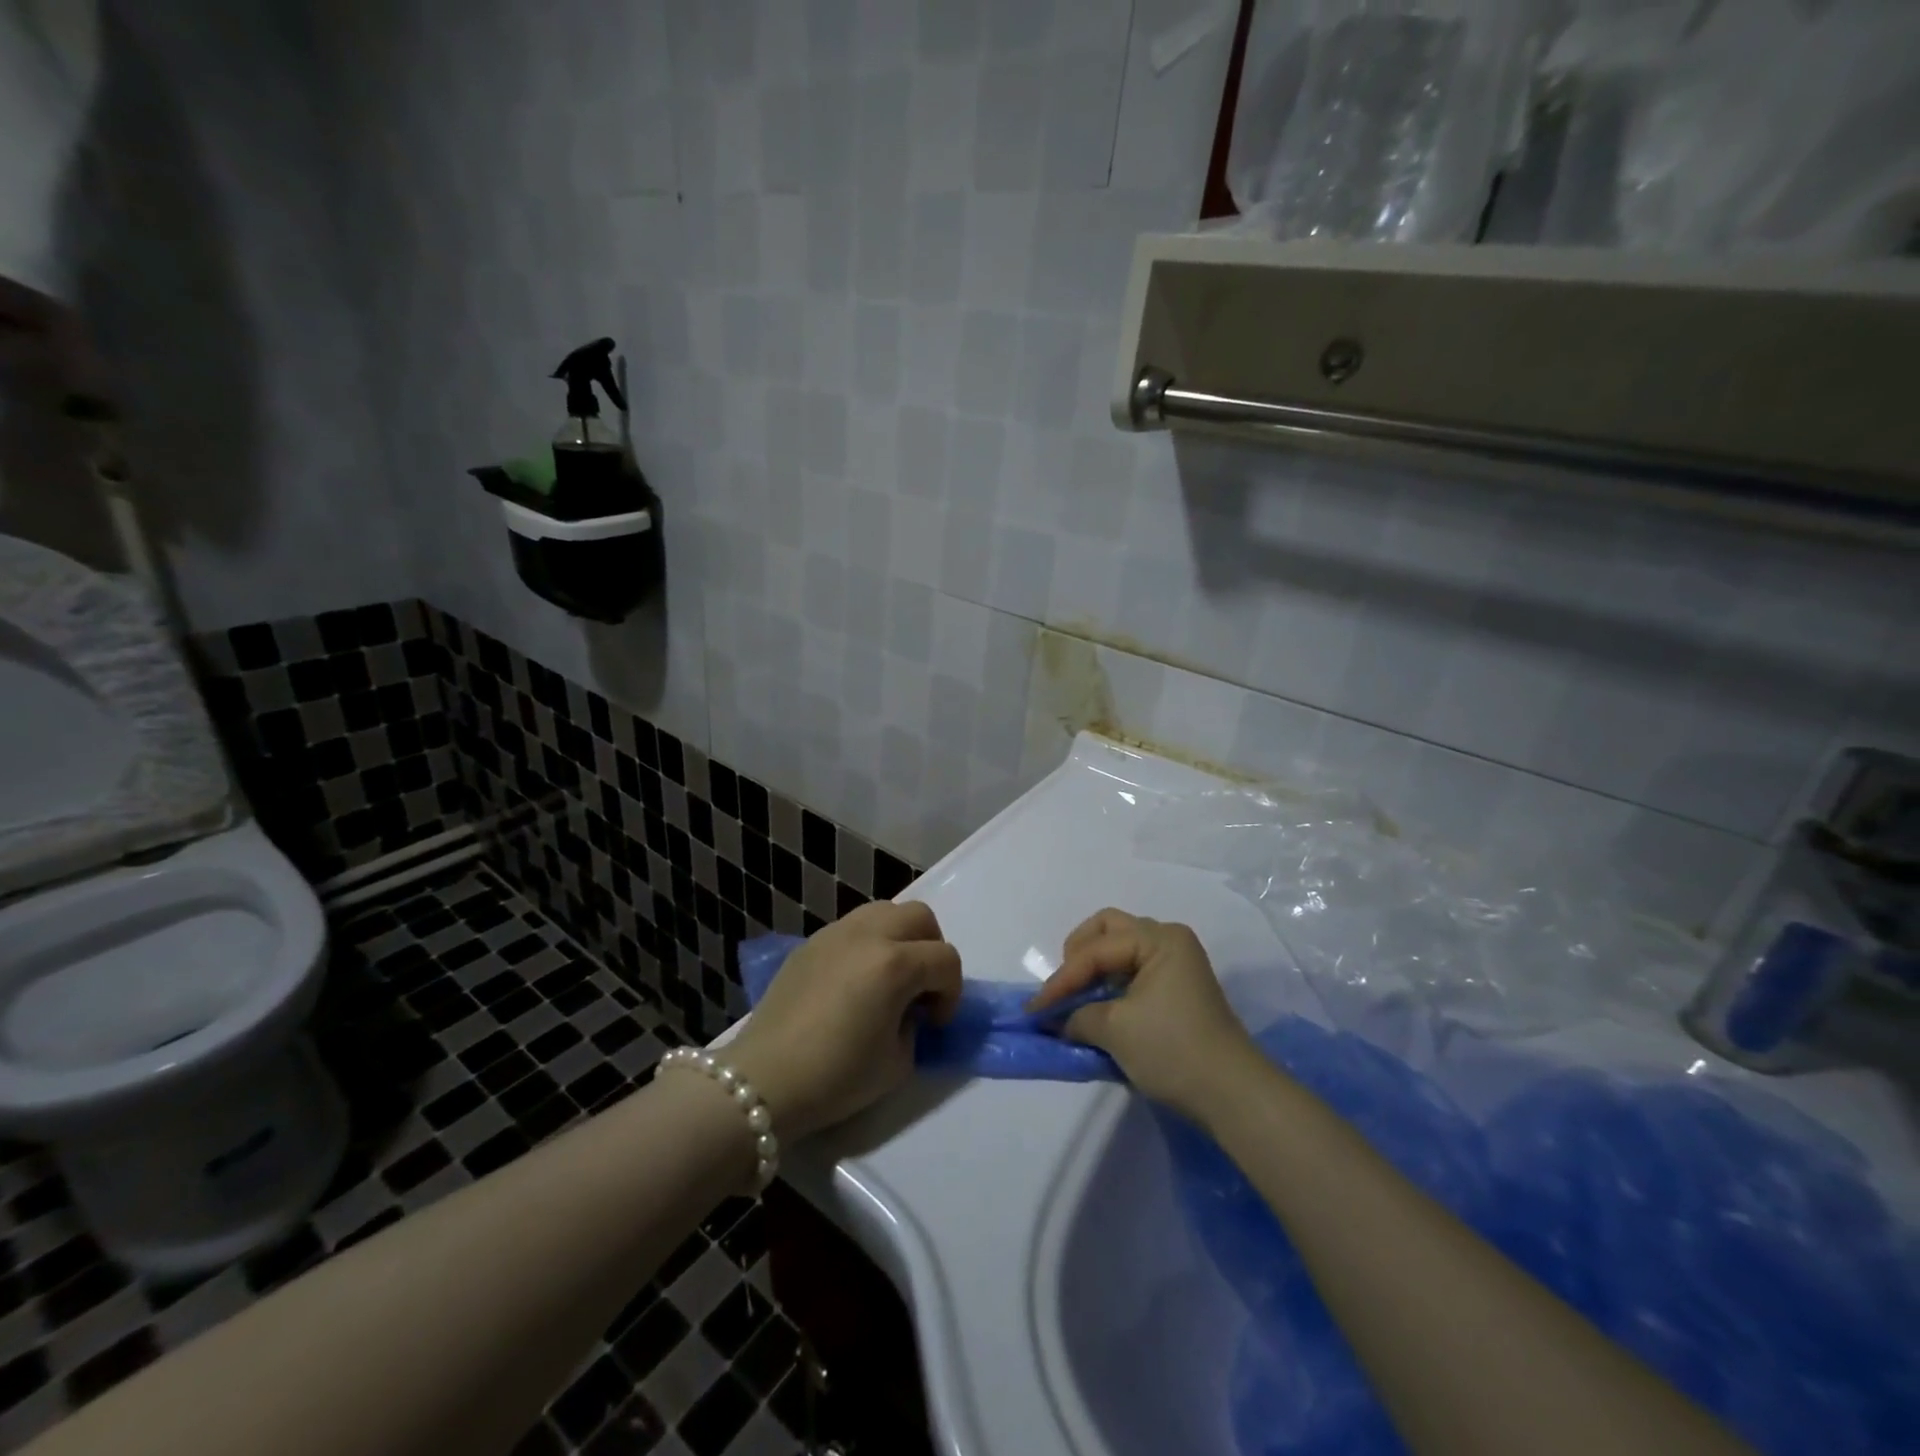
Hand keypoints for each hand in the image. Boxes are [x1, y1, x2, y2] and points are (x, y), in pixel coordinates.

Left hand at [726, 901, 962, 1140]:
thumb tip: (907, 1009)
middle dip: (931, 950)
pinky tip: (853, 982)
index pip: (945, 959)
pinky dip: (867, 943)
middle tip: (920, 988)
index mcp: (895, 964)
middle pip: (920, 917)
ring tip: (888, 976)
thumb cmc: (836, 1077)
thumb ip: (913, 1025)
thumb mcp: (898, 1062)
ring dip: (899, 937)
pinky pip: (853, 927)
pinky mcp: (810, 942)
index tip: (935, 1023)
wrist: (765, 1079)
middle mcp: (868, 935)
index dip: (950, 993)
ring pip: (885, 910)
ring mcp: (836, 933)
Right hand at [1028, 908, 1259, 1123]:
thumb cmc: (1172, 1050)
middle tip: (1062, 988)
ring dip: (1093, 971)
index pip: (1096, 950)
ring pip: (1120, 951)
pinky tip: (1095, 1008)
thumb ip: (1077, 1016)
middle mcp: (1168, 940)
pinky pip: (1132, 972)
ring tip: (1073, 1000)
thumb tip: (1057, 1019)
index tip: (1035, 1010)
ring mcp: (1176, 964)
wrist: (1232, 1096)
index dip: (1062, 979)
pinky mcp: (1177, 990)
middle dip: (1078, 956)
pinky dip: (1110, 986)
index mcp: (1158, 939)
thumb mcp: (1115, 1030)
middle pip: (1108, 931)